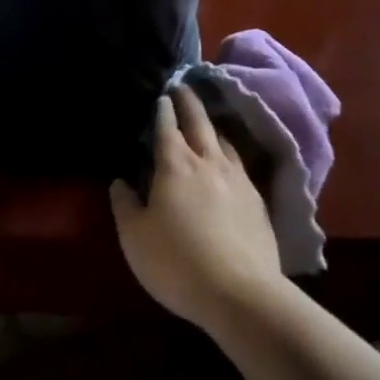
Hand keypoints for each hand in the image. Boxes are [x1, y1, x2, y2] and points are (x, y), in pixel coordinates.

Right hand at [110, 87, 283, 330]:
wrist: (241, 294)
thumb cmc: (177, 263)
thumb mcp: (135, 238)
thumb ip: (125, 205)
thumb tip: (121, 181)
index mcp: (175, 165)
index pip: (166, 128)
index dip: (162, 110)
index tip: (162, 95)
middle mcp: (208, 162)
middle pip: (200, 123)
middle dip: (189, 102)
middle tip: (184, 85)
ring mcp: (238, 179)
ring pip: (224, 141)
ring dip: (213, 125)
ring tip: (207, 119)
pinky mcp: (258, 200)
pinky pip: (241, 164)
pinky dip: (230, 152)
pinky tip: (230, 161)